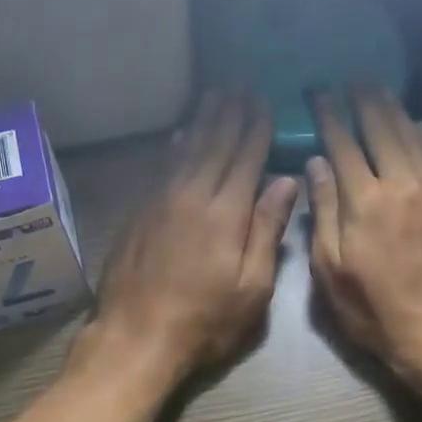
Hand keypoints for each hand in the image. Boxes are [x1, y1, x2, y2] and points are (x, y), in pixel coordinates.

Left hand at [77, 91, 299, 385]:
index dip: (257, 128)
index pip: (246, 157)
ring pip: (186, 149)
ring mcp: (161, 201)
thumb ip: (267, 230)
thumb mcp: (252, 286)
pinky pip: (162, 167)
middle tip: (240, 85)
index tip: (264, 101)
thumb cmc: (204, 319)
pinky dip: (175, 145)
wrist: (136, 335)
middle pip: (214, 144)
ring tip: (214, 95)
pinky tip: (180, 134)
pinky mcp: (140, 212)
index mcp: (226, 213)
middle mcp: (192, 195)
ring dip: (202, 120)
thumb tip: (286, 181)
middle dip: (230, 113)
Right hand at [307, 86, 421, 385]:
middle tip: (353, 76)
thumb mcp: (331, 270)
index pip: (342, 143)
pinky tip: (416, 125)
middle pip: (382, 128)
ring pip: (413, 136)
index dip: (328, 114)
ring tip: (380, 89)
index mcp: (365, 201)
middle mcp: (402, 184)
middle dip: (365, 99)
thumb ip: (323, 212)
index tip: (318, 91)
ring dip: (394, 109)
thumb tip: (315, 164)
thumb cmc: (376, 310)